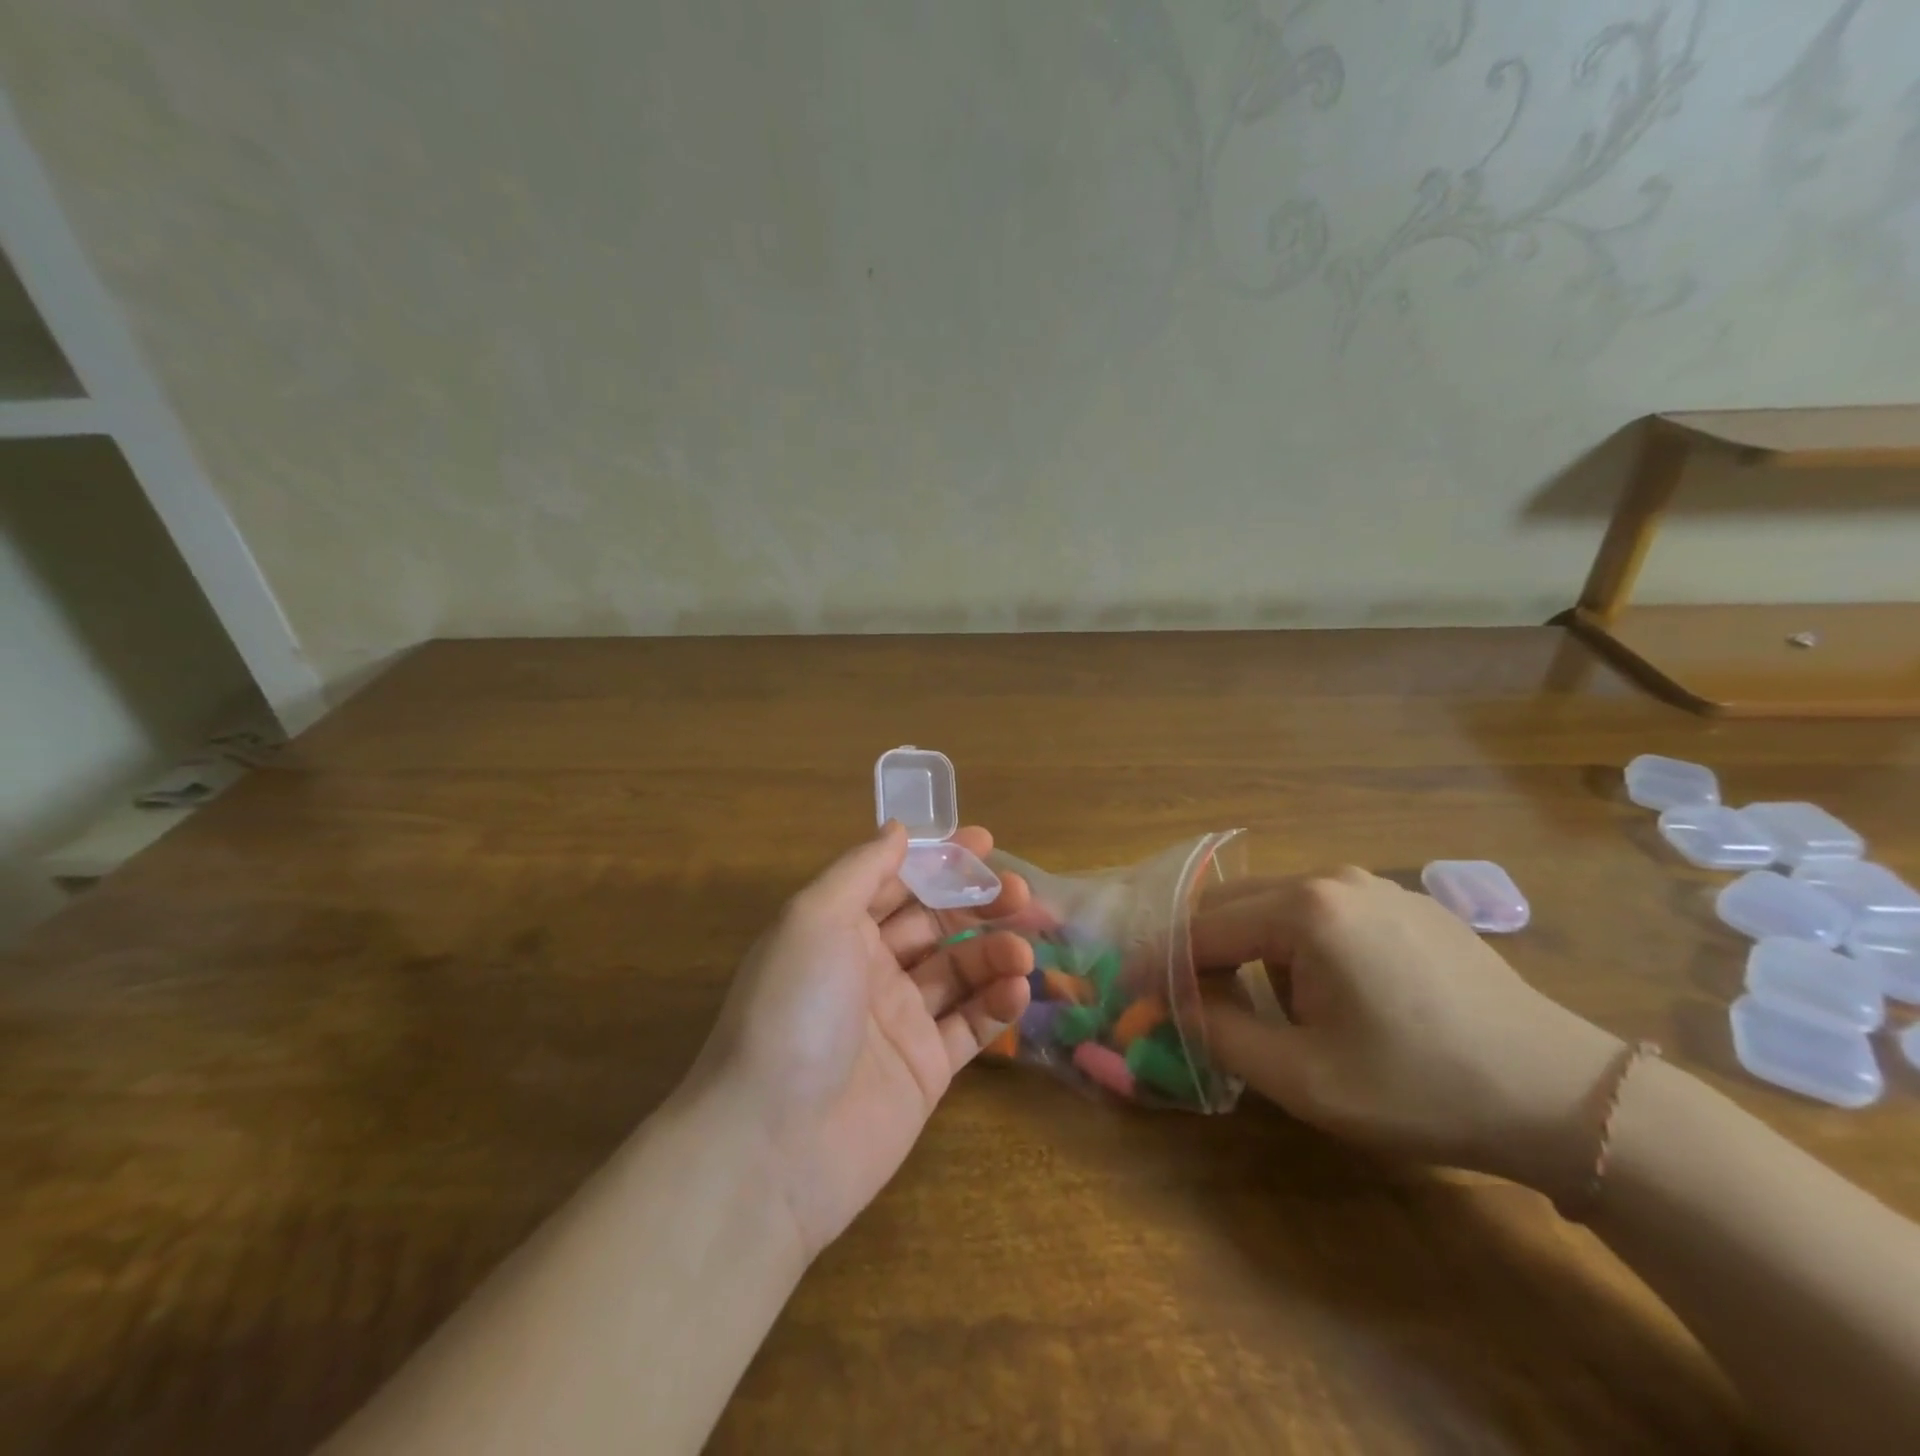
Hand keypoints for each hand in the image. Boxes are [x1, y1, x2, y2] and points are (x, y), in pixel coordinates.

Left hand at [688, 822, 1033, 1259]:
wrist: (772, 1146)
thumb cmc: (793, 1010)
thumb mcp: (815, 918)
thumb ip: (861, 869)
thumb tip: (899, 830)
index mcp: (838, 929)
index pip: (898, 880)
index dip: (940, 859)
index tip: (986, 843)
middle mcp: (869, 968)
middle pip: (936, 922)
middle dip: (978, 902)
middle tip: (1021, 893)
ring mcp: (899, 1020)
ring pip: (959, 971)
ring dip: (995, 952)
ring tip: (1022, 951)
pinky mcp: (925, 1069)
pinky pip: (969, 1026)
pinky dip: (997, 1005)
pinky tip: (1018, 991)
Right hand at [1195, 868, 1622, 1197]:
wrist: (1563, 1096)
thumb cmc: (1422, 1089)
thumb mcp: (1304, 1077)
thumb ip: (1221, 1033)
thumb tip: (1172, 1004)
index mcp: (1306, 910)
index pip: (1203, 928)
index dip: (1162, 961)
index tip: (1132, 988)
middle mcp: (1334, 879)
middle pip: (1234, 903)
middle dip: (1199, 948)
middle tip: (1182, 996)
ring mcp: (1375, 885)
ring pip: (1277, 905)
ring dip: (1248, 947)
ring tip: (1260, 1005)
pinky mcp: (1406, 904)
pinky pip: (1323, 913)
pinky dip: (1293, 943)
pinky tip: (1323, 991)